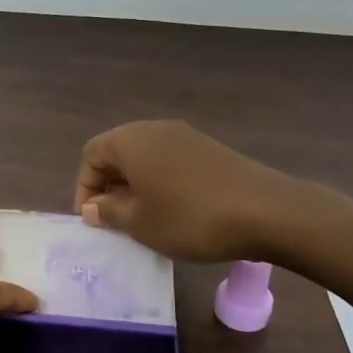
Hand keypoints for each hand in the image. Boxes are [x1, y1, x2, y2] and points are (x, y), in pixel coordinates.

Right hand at [75, 120, 319, 262]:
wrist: (267, 211)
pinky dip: (161, 182)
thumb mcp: (140, 223)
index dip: (85, 187)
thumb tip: (93, 207)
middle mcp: (154, 129)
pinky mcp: (209, 149)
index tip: (93, 220)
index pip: (91, 154)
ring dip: (136, 185)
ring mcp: (185, 136)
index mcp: (130, 140)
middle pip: (118, 152)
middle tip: (114, 220)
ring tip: (144, 219)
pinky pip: (170, 161)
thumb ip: (109, 212)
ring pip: (146, 157)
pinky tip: (174, 211)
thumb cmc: (190, 217)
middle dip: (110, 186)